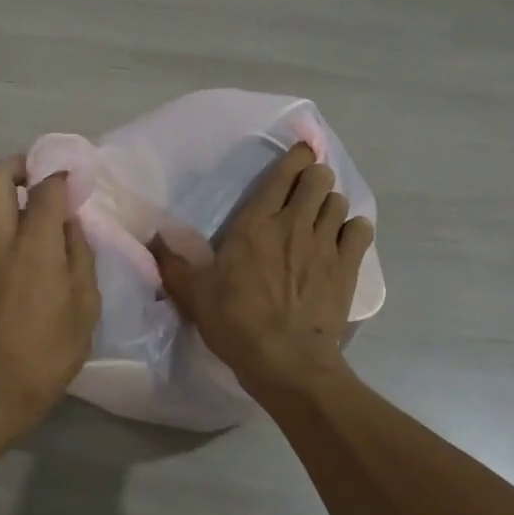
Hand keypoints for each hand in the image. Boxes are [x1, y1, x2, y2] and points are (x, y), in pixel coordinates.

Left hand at [0, 157, 99, 424]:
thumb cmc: (49, 351)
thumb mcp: (85, 306)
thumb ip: (80, 256)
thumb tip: (71, 226)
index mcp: (34, 244)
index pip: (45, 186)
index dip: (62, 176)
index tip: (77, 182)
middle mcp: (0, 240)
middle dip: (20, 165)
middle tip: (44, 182)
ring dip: (16, 206)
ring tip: (46, 235)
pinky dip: (10, 237)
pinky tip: (30, 270)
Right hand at [150, 142, 374, 398]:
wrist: (285, 360)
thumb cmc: (235, 323)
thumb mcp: (194, 294)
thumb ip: (173, 262)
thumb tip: (152, 236)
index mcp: (255, 223)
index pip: (283, 174)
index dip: (295, 157)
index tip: (299, 154)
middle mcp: (293, 223)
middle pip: (318, 178)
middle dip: (314, 177)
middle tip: (306, 191)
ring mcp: (324, 243)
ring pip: (338, 201)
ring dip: (330, 204)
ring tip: (321, 218)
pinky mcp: (347, 266)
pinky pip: (360, 230)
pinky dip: (354, 229)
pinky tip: (344, 240)